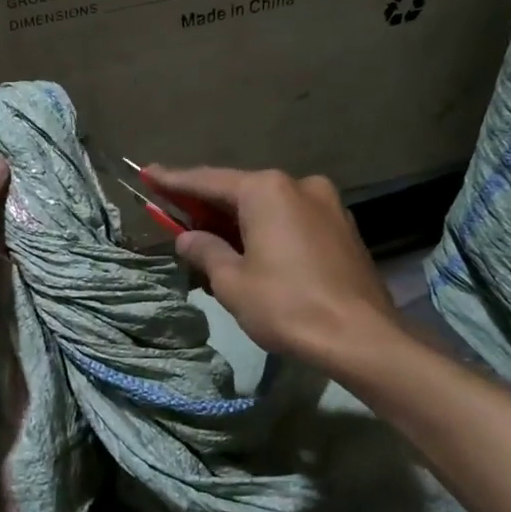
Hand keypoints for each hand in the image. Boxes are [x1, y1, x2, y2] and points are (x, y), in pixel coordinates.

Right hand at [141, 164, 399, 366]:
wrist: (363, 338)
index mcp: (267, 190)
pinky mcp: (342, 228)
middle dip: (206, 205)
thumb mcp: (232, 282)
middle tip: (174, 212)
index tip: (147, 173)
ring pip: (268, 207)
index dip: (173, 180)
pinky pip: (291, 220)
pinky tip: (251, 250)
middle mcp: (298, 185)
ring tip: (209, 239)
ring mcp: (326, 205)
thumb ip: (205, 251)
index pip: (207, 181)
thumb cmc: (288, 306)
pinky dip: (265, 230)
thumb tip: (188, 239)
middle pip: (240, 191)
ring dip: (237, 221)